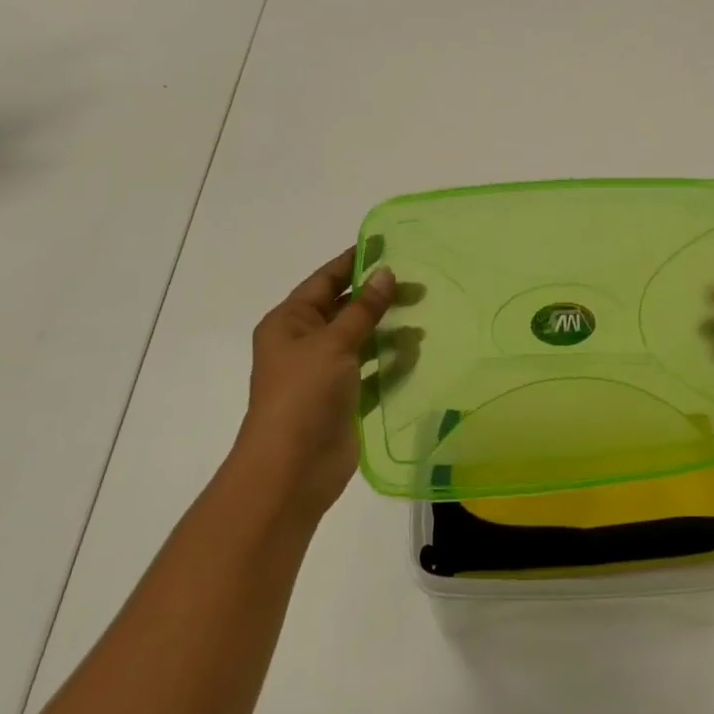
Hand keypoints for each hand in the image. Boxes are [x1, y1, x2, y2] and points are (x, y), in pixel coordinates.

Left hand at [237, 247, 394, 520]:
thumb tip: (386, 273)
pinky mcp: (344, 400)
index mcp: (289, 323)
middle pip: (345, 310)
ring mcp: (324, 374)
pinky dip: (391, 363)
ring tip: (424, 320)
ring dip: (389, 331)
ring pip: (362, 341)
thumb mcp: (334, 342)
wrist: (292, 468)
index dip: (353, 262)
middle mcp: (304, 344)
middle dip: (379, 298)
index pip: (324, 281)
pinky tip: (418, 353)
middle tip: (419, 286)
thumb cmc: (304, 394)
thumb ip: (363, 308)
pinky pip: (372, 372)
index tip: (385, 245)